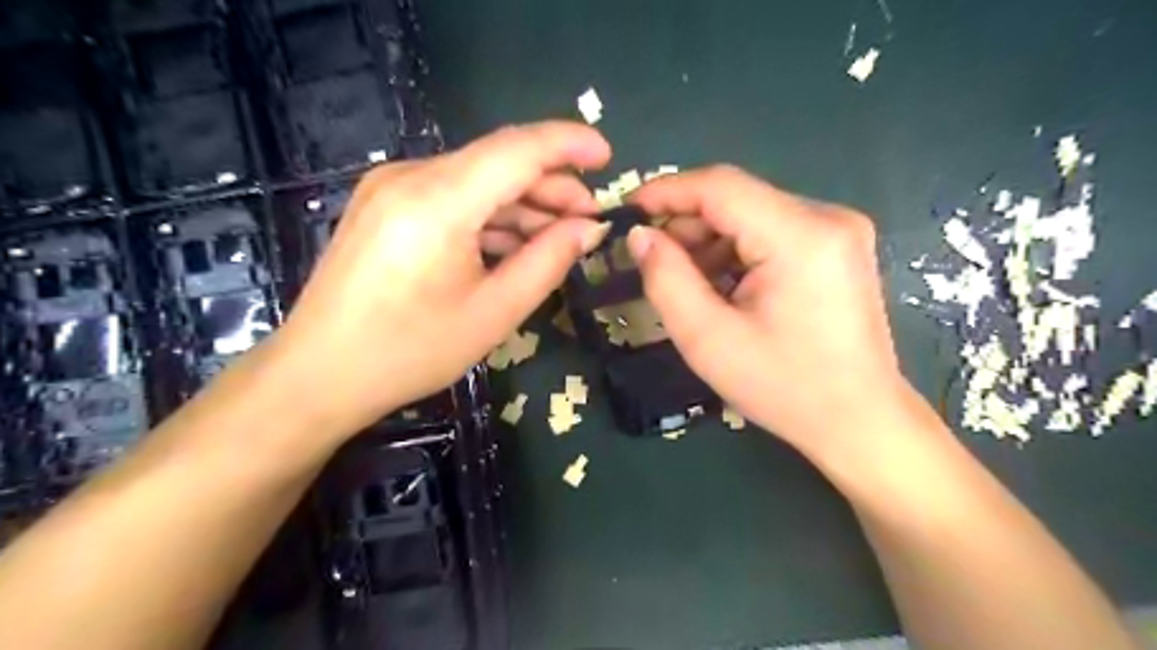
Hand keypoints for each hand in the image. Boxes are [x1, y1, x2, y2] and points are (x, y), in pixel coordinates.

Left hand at [266, 119, 612, 436]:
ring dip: (521, 203)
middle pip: (497, 162)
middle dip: (551, 185)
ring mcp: (391, 188)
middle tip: (589, 219)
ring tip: (559, 235)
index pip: (517, 149)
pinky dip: (489, 215)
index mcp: (437, 201)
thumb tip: (589, 228)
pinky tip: (514, 243)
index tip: (609, 156)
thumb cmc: (410, 351)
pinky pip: (452, 197)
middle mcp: (410, 177)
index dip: (568, 144)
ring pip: (476, 180)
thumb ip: (548, 261)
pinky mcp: (385, 205)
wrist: (319, 373)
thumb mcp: (494, 312)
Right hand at [630, 169, 917, 462]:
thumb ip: (666, 279)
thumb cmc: (784, 388)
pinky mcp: (838, 247)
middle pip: (737, 198)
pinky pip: (772, 231)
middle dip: (687, 224)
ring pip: (752, 214)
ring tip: (687, 282)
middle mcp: (827, 218)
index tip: (627, 210)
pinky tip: (722, 286)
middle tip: (653, 260)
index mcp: (800, 236)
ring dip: (710, 240)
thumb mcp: (708, 339)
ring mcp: (839, 230)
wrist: (859, 421)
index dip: (667, 191)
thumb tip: (640, 236)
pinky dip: (737, 251)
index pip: (720, 186)